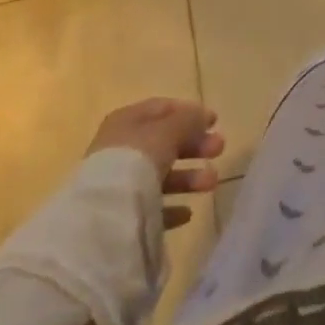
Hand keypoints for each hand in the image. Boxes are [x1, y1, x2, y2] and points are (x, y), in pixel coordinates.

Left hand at [87, 99, 223, 228]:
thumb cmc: (138, 159)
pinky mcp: (120, 215)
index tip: (214, 121)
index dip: (189, 112)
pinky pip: (151, 207)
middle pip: (164, 142)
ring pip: (160, 175)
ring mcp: (118, 183)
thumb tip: (202, 116)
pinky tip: (187, 212)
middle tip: (220, 149)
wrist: (105, 215)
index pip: (162, 109)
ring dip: (189, 177)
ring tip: (212, 182)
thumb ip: (188, 120)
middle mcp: (120, 149)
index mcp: (126, 121)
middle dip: (194, 145)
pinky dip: (171, 207)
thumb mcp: (169, 130)